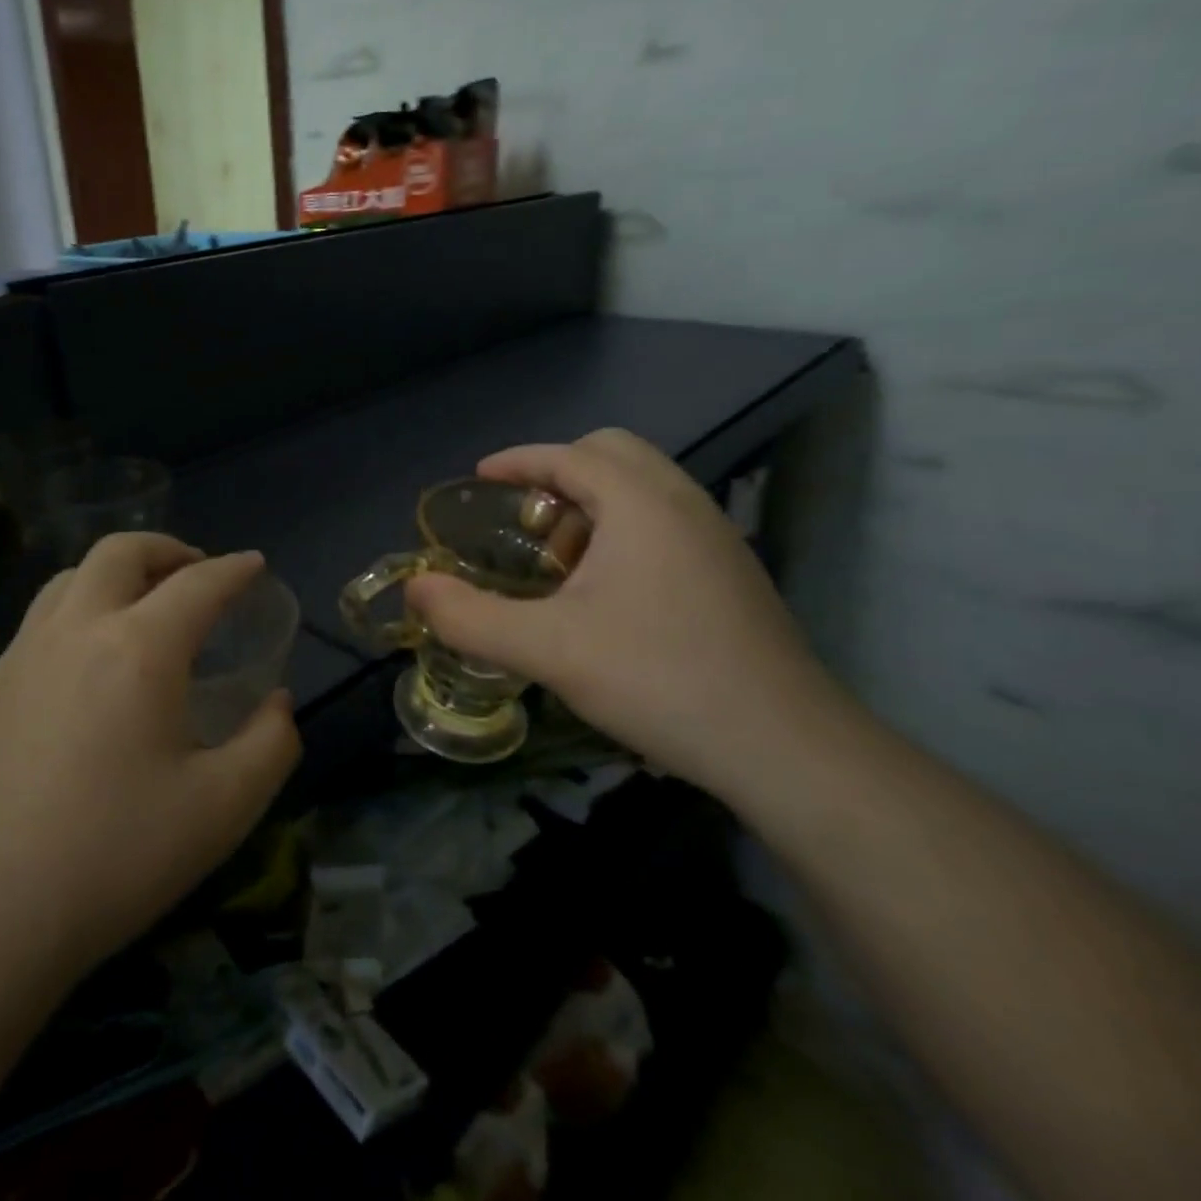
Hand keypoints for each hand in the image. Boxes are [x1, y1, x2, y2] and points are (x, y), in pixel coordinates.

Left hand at [0, 535, 300, 973]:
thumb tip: (276, 702)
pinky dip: (80, 606)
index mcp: (138, 649)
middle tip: (198, 573)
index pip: (198, 584)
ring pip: (72, 577)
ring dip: (117, 573)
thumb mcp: (222, 810)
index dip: (235, 569)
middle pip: (121, 552)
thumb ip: (270, 745)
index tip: (254, 565)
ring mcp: (22, 654)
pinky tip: (90, 660)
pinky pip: (43, 617)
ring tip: (144, 606)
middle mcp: (77, 630)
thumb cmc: (112, 857)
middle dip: (168, 549)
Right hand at [406, 430, 843, 790]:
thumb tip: (415, 590)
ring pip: (642, 490)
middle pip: (611, 456)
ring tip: (559, 568)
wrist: (784, 746)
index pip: (570, 454)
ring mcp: (716, 537)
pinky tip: (605, 598)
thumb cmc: (658, 677)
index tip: (479, 479)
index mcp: (642, 503)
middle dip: (558, 478)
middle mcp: (684, 503)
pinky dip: (622, 533)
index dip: (518, 461)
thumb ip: (470, 617)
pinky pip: (664, 522)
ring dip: (591, 509)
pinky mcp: (731, 572)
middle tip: (526, 526)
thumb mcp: (547, 649)